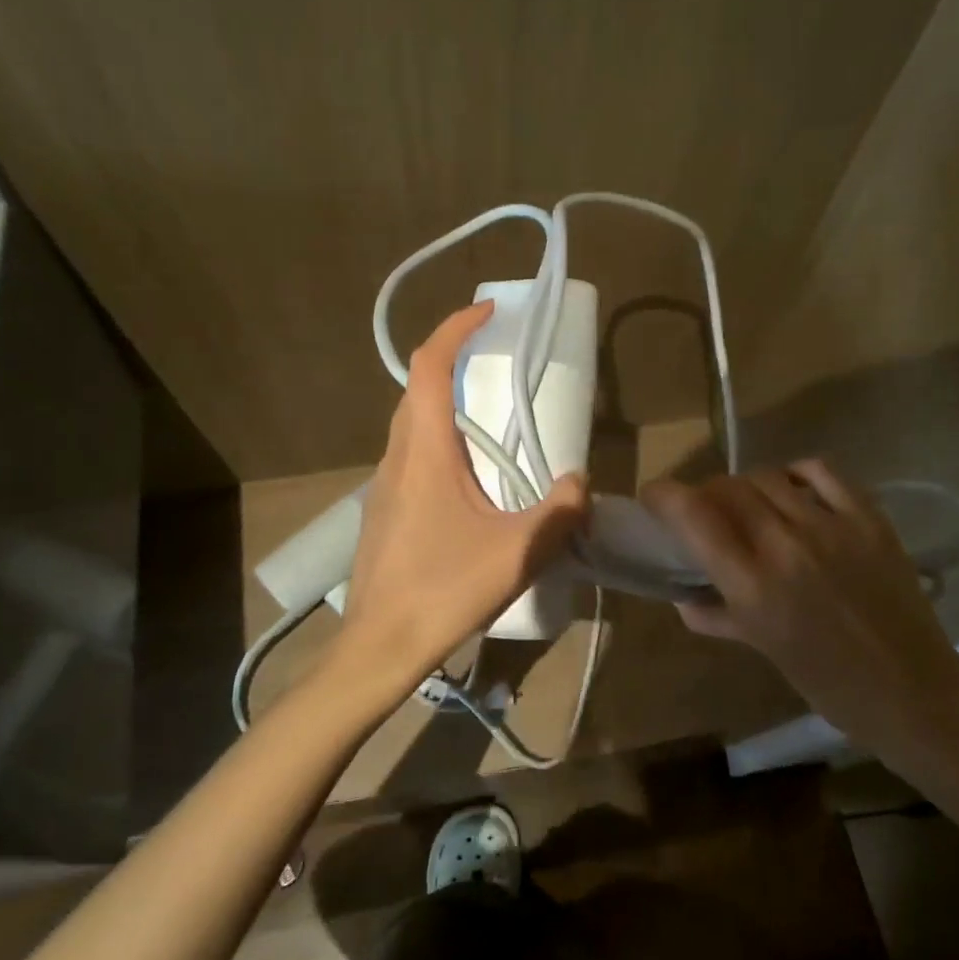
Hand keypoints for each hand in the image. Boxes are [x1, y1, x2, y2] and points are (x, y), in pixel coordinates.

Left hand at [339, 302, 588, 691]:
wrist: (379, 647)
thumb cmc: (444, 590)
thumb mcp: (518, 553)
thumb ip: (558, 511)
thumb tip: (579, 482)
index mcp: (424, 451)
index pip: (430, 367)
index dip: (456, 329)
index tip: (488, 312)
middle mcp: (397, 457)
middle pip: (416, 389)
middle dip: (451, 361)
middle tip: (492, 358)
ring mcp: (384, 486)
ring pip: (410, 424)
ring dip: (442, 403)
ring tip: (485, 415)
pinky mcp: (384, 512)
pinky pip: (410, 457)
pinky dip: (436, 441)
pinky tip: (465, 479)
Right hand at [642, 461, 958, 759]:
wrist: (913, 692)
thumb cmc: (828, 683)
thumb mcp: (761, 649)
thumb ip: (715, 616)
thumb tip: (682, 596)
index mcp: (752, 586)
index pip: (693, 515)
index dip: (664, 495)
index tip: (653, 496)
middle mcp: (786, 545)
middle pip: (728, 488)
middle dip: (704, 492)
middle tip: (703, 510)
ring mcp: (831, 526)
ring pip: (768, 477)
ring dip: (746, 486)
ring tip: (749, 505)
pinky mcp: (868, 518)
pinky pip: (820, 471)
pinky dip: (795, 473)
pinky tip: (791, 489)